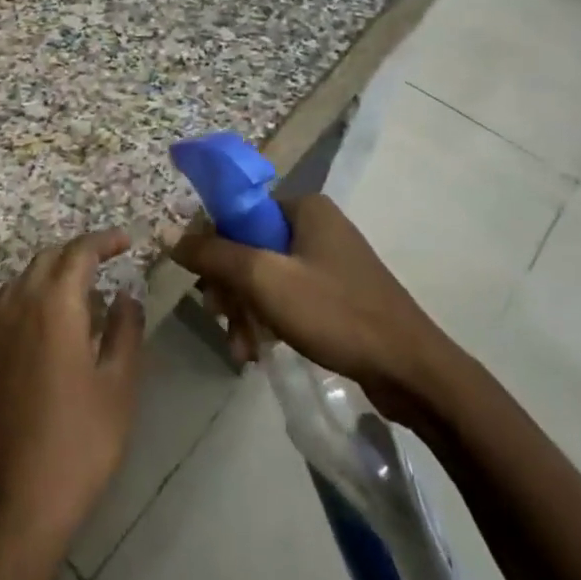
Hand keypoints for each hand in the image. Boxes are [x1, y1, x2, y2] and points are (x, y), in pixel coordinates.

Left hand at [0, 230, 144, 548]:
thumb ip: (125, 330)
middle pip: (46, 260)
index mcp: (55, 305)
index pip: (79, 252)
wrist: (17, 500)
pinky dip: (10, 303)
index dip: (103, 241)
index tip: (125, 243)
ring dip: (45, 277)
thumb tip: (125, 295)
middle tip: (104, 265)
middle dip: (76, 254)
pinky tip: (19, 319)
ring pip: (16, 282)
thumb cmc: (80, 442)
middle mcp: (16, 305)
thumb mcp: (119, 386)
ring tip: (71, 296)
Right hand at [171, 194, 458, 423]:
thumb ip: (213, 254)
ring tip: (241, 350)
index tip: (205, 285)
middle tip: (222, 321)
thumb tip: (167, 234)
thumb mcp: (264, 279)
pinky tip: (259, 352)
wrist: (413, 372)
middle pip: (249, 246)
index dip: (213, 246)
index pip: (237, 212)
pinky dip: (269, 320)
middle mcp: (316, 225)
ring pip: (265, 276)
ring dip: (246, 311)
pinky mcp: (337, 293)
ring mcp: (329, 260)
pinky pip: (287, 296)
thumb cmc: (336, 313)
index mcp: (304, 207)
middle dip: (230, 289)